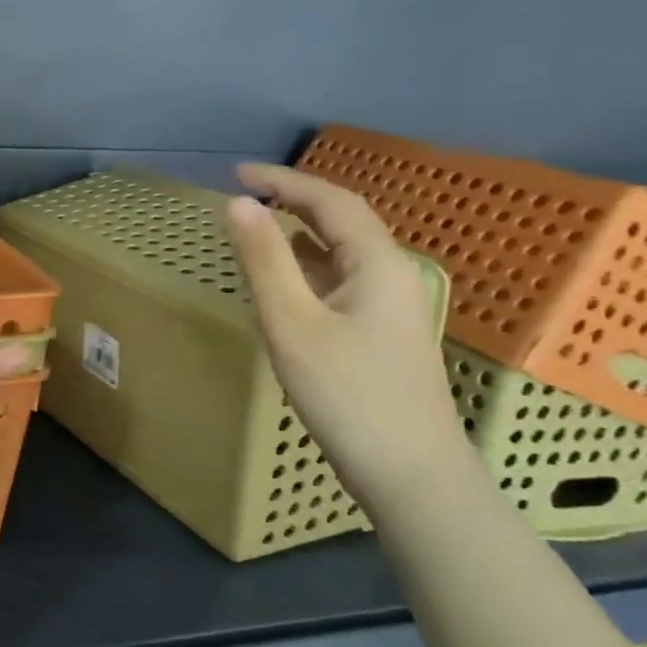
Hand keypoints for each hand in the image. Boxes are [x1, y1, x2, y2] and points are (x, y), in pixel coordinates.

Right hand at [220, 163, 474, 511]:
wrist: (411, 473)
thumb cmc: (347, 395)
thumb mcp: (292, 323)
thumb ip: (264, 260)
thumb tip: (237, 204)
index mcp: (377, 263)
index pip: (330, 201)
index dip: (284, 179)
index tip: (236, 173)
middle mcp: (392, 274)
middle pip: (343, 220)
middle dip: (294, 199)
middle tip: (244, 194)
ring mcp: (393, 306)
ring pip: (343, 251)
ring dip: (301, 230)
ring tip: (258, 225)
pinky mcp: (383, 333)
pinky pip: (342, 279)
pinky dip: (309, 264)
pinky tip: (286, 280)